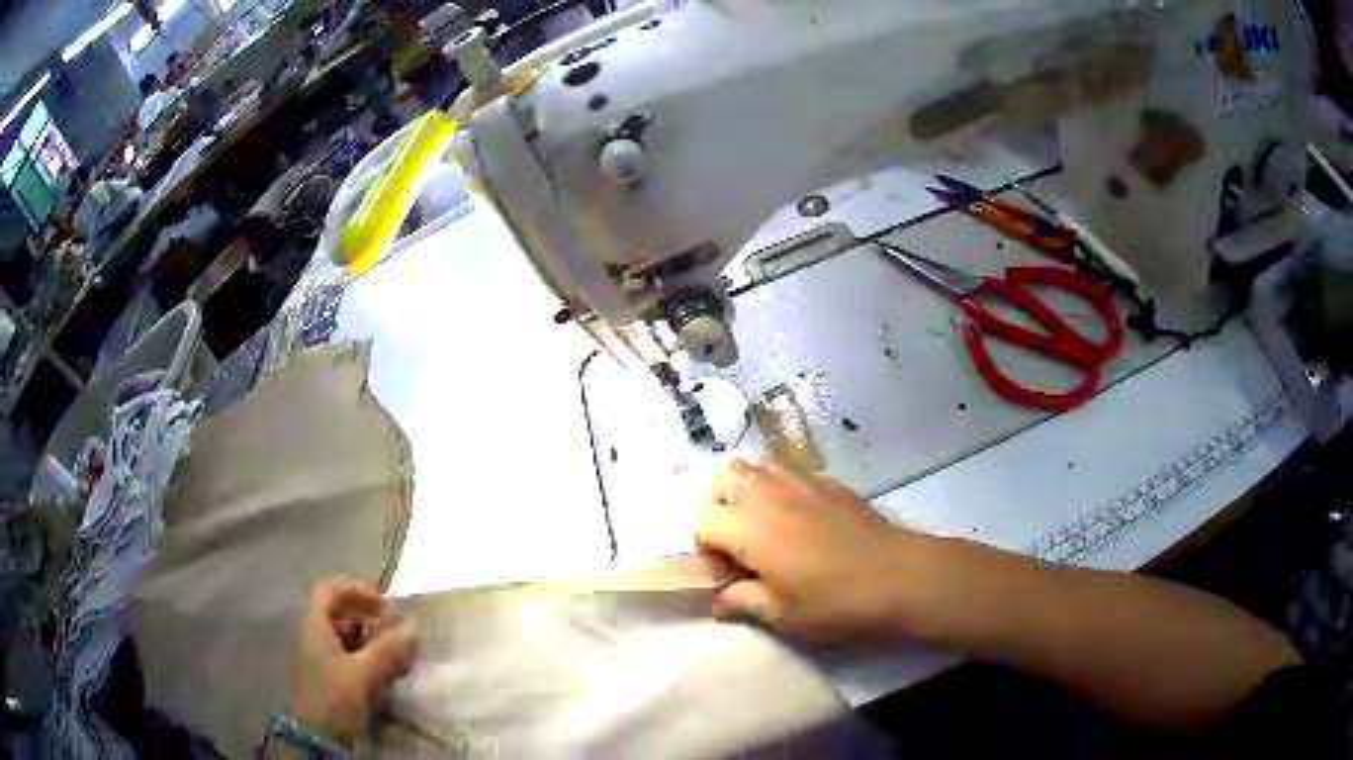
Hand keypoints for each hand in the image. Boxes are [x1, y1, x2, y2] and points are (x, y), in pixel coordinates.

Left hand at [286, 580, 419, 744]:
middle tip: (395, 628)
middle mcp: (314, 636)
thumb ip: (387, 649)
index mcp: (314, 626)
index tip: (383, 602)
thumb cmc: (333, 696)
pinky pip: (349, 657)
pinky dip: (368, 658)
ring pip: (346, 637)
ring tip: (397, 653)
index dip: (355, 589)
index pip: (329, 590)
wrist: (316, 736)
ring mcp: (320, 658)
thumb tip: (414, 627)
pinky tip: (387, 673)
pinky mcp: (329, 678)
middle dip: (369, 617)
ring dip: (372, 640)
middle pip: (339, 613)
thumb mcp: (362, 673)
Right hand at [694, 459, 930, 644]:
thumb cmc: (834, 603)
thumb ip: (741, 601)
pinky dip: (784, 491)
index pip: (700, 519)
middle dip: (721, 505)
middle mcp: (768, 494)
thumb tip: (719, 601)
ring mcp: (801, 482)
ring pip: (758, 468)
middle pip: (724, 478)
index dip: (706, 546)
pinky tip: (807, 523)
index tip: (727, 570)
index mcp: (747, 527)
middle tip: (740, 541)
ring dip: (751, 492)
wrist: (899, 577)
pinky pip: (791, 475)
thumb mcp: (781, 614)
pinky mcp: (830, 482)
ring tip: (770, 528)